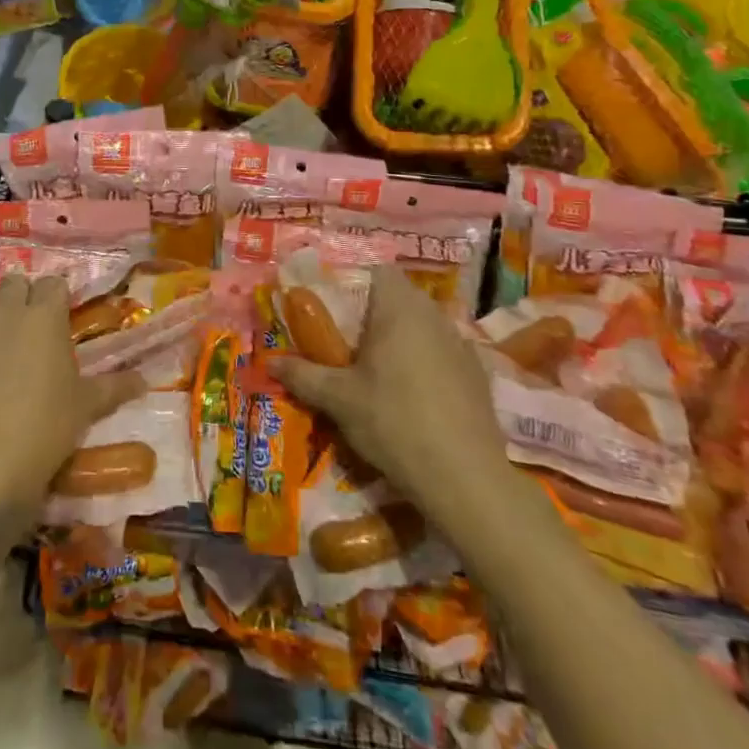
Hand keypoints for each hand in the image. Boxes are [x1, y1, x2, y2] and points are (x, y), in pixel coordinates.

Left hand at [0, 275, 142, 526]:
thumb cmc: (44, 432)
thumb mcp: (86, 408)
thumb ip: (116, 386)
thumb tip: (146, 379)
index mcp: (46, 317)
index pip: (54, 283)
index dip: (57, 298)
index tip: (58, 318)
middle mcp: (8, 309)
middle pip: (16, 282)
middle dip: (23, 298)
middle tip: (27, 329)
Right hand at [268, 265, 507, 519]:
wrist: (465, 477)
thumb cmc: (393, 422)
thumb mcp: (338, 400)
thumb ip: (303, 375)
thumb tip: (270, 361)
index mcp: (399, 308)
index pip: (379, 271)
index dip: (356, 283)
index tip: (337, 311)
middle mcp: (433, 315)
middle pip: (400, 297)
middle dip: (375, 314)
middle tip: (350, 344)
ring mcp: (461, 343)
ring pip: (424, 325)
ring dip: (402, 338)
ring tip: (380, 373)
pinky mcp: (478, 374)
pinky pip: (444, 352)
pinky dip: (427, 363)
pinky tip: (415, 397)